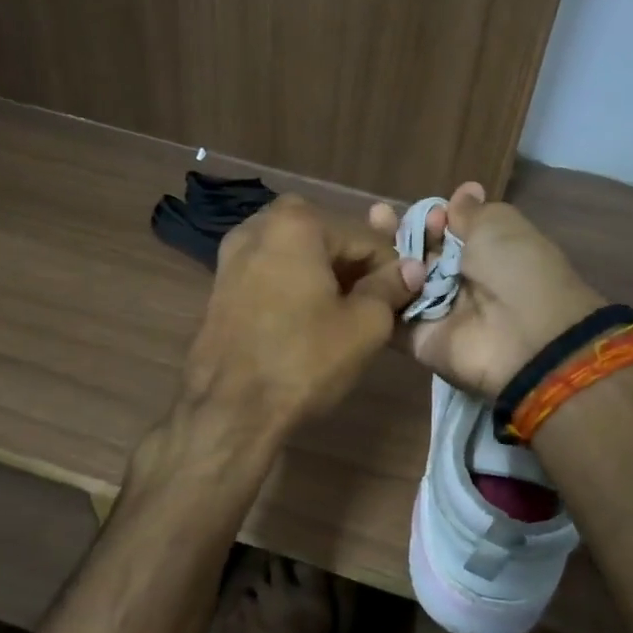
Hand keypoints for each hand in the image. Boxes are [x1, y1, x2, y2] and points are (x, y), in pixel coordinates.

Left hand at [183, 195, 426, 432]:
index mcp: (298, 223)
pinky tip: (306, 318)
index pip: (366, 237)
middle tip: (372, 306)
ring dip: (324, 274)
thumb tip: (411, 268)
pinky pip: (272, 270)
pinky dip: (294, 284)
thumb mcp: (364, 326)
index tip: (403, 300)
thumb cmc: (303, 361)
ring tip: (343, 314)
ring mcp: (233, 253)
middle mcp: (260, 225)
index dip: (392, 269)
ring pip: (297, 253)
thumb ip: (390, 288)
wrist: (229, 410)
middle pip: (328, 238)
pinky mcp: (221, 282)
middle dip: (354, 267)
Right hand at [369, 183, 605, 397]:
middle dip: (399, 233)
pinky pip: (389, 315)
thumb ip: (471, 212)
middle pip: (417, 253)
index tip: (432, 214)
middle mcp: (457, 280)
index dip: (432, 218)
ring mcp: (435, 311)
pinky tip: (359, 271)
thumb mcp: (500, 226)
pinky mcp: (417, 340)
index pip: (444, 230)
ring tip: (365, 242)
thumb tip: (465, 190)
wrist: (525, 338)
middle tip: (379, 216)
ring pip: (398, 280)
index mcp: (483, 251)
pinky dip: (374, 296)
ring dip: (381, 260)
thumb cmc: (516, 271)